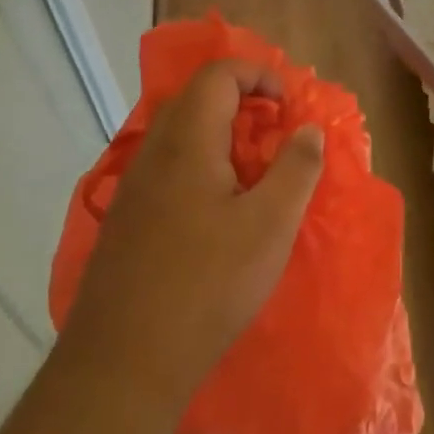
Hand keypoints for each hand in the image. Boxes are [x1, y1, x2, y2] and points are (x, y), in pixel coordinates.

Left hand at [57, 59, 325, 420]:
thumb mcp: (271, 225)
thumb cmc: (208, 283)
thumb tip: (308, 129)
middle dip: (242, 102)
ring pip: (180, 135)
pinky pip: (168, 167)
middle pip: (196, 98)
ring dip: (222, 136)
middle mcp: (153, 152)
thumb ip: (296, 168)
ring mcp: (133, 187)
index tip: (289, 105)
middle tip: (277, 133)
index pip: (218, 74)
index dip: (259, 74)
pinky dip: (202, 165)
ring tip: (256, 173)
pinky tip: (220, 211)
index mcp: (187, 142)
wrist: (125, 359)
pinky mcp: (126, 219)